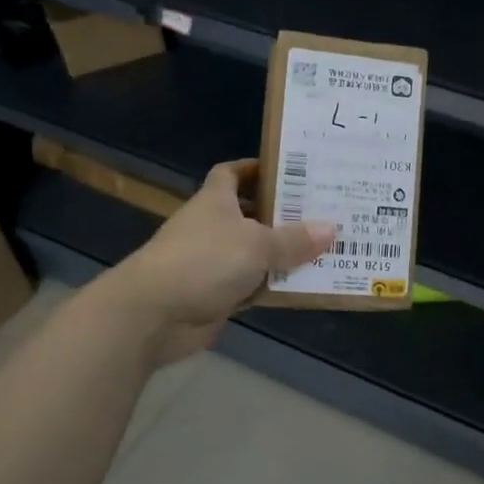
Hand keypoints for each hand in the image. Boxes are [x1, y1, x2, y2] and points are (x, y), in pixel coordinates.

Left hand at [104, 159, 333, 365]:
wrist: (153, 315)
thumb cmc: (204, 261)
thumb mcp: (257, 245)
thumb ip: (295, 239)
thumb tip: (331, 229)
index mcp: (216, 201)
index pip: (233, 173)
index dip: (257, 168)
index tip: (291, 169)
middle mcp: (214, 227)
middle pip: (252, 213)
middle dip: (285, 213)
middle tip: (326, 209)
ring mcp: (214, 263)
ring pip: (257, 252)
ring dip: (285, 253)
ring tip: (328, 246)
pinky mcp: (217, 295)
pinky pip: (255, 286)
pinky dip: (276, 286)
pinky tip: (307, 284)